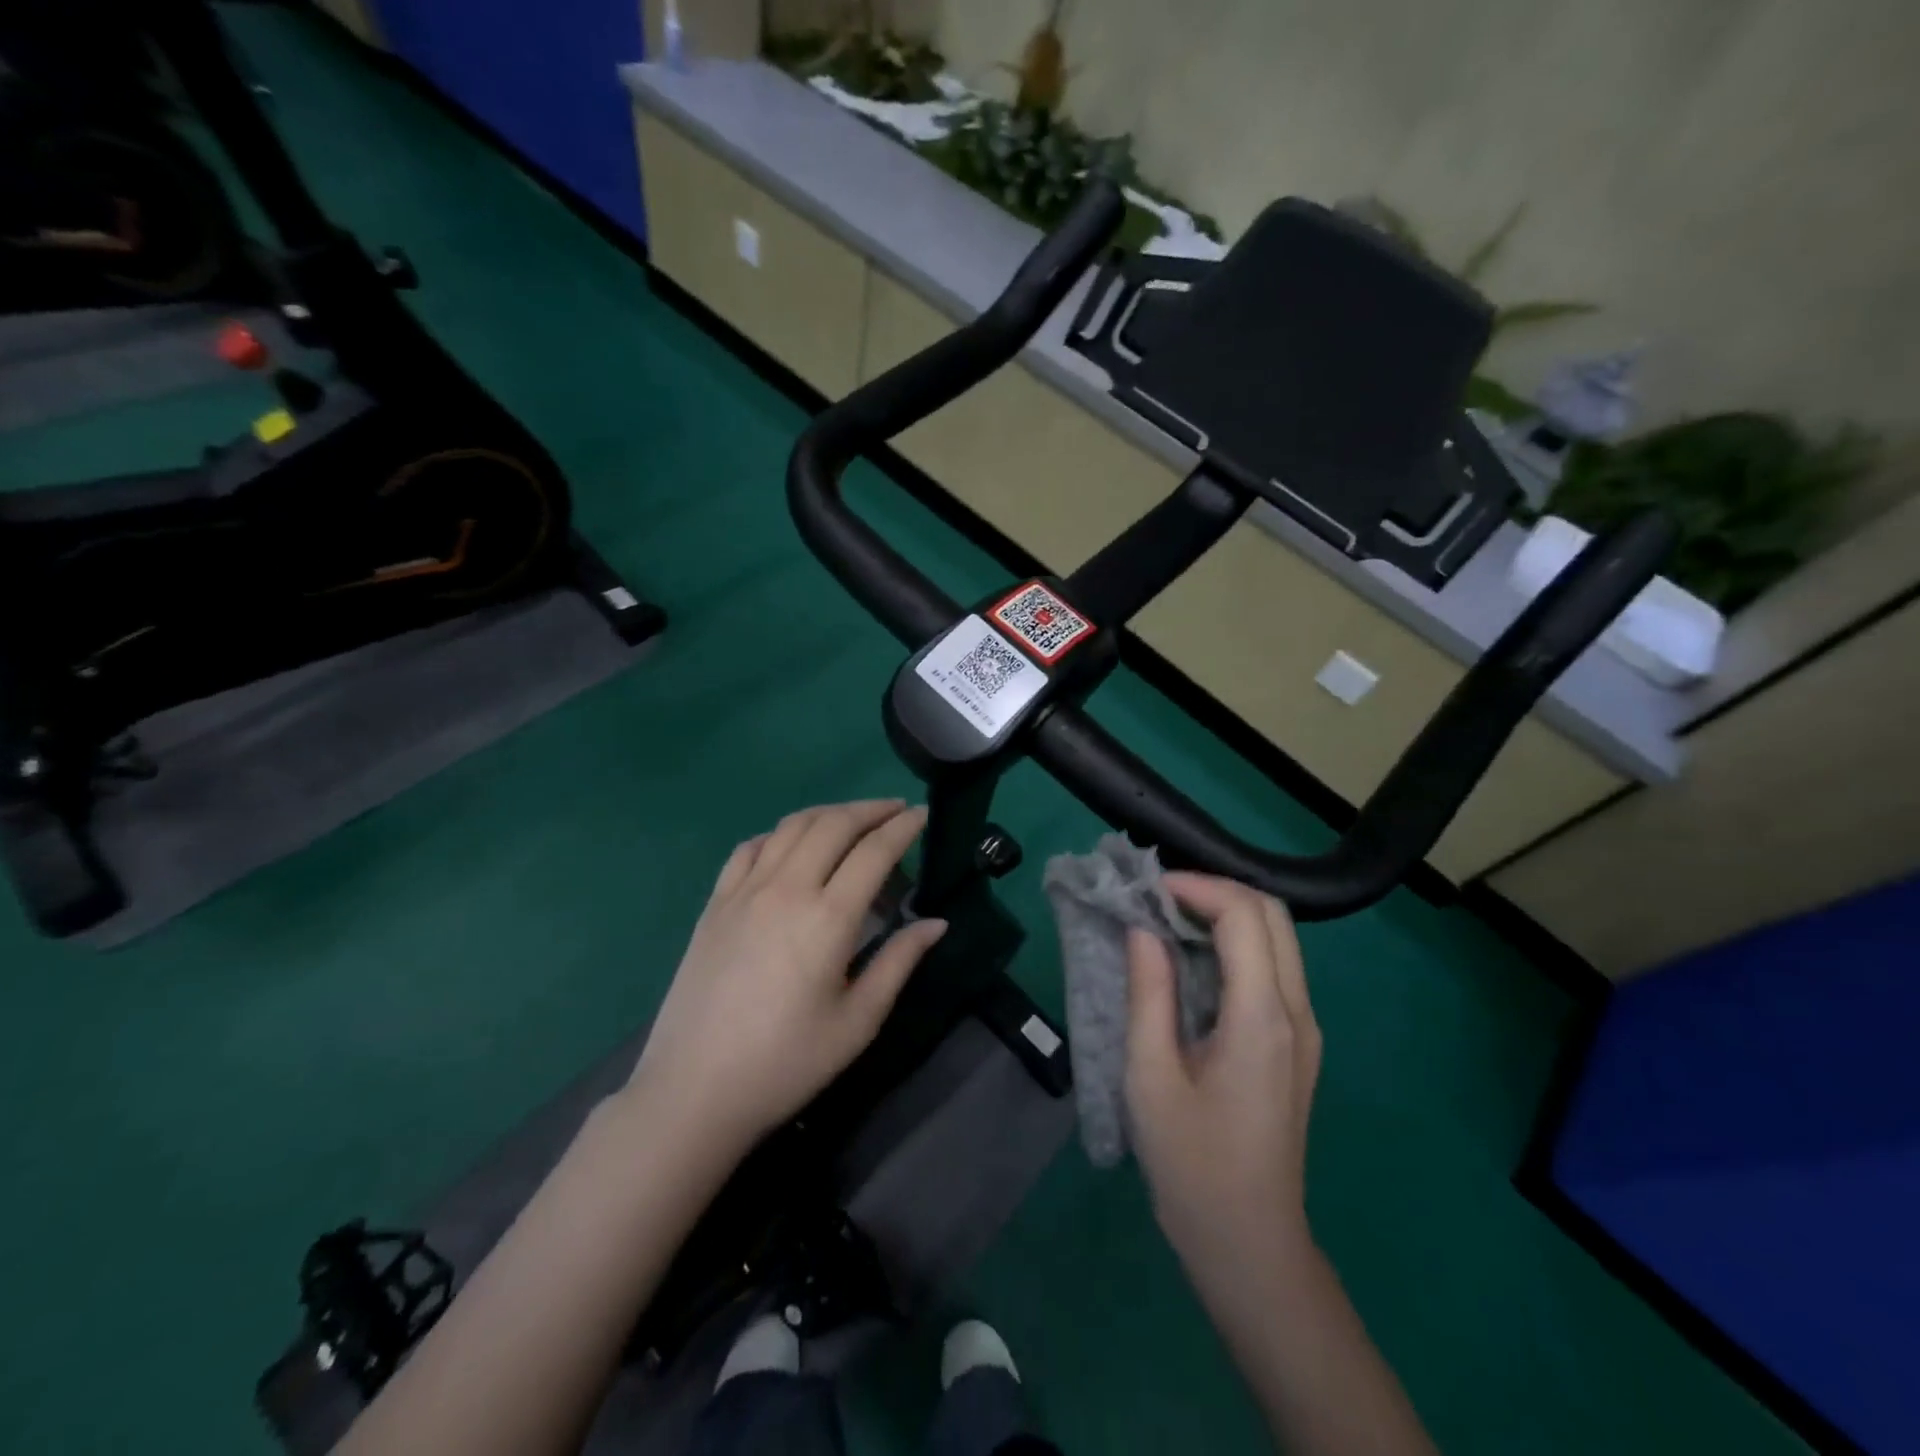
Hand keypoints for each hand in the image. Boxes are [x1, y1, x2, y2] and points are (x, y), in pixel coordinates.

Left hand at [627, 800, 946, 1151]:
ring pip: (791, 826)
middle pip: (833, 824)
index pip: (874, 851)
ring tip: (852, 819)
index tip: (923, 813)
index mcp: (828, 918)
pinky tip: (790, 846)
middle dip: (871, 809)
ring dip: (828, 813)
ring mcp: (744, 891)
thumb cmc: (786, 1063)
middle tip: (896, 810)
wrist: (694, 1091)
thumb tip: (936, 922)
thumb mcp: (857, 1021)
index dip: (904, 827)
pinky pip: (750, 848)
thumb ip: (899, 962)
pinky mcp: (715, 903)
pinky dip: (779, 834)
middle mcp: (786, 889)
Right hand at [1124, 874, 1321, 1264]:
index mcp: (1263, 1018)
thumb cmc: (1192, 1164)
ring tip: (1168, 919)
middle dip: (1216, 890)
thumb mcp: (1151, 1076)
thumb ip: (1149, 993)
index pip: (1244, 916)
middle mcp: (1296, 1012)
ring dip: (1227, 913)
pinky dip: (1235, 943)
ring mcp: (1304, 1028)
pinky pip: (1273, 967)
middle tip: (1158, 897)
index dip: (1196, 887)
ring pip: (1278, 937)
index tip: (1147, 890)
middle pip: (1273, 915)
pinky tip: (1192, 959)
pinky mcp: (1296, 1042)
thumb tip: (1142, 929)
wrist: (1249, 1243)